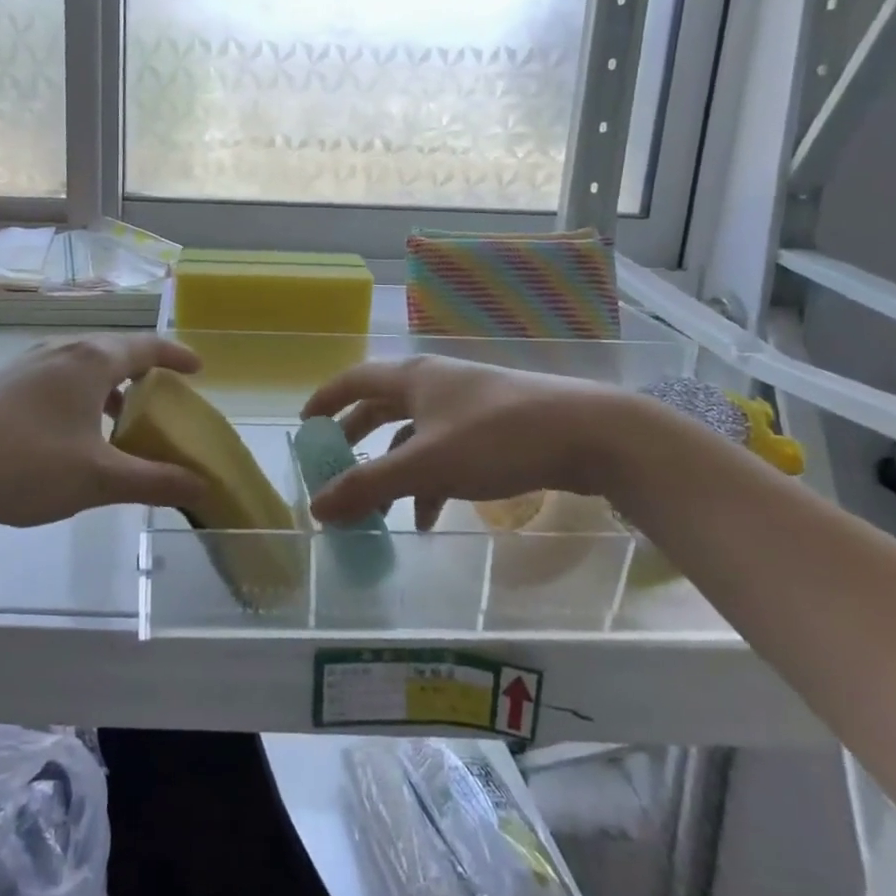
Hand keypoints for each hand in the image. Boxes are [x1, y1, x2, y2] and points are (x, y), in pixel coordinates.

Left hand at [0, 335, 208, 528]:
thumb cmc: (26, 461)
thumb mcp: (98, 479)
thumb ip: (153, 481)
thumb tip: (201, 486)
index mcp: (93, 361)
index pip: (148, 347)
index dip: (176, 356)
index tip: (198, 368)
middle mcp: (62, 349)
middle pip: (114, 352)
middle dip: (142, 375)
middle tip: (160, 401)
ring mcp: (26, 363)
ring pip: (81, 366)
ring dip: (107, 389)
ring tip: (116, 424)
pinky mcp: (0, 382)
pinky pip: (55, 378)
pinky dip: (77, 397)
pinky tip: (66, 436)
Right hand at [302, 356, 643, 529]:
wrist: (590, 433)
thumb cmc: (497, 438)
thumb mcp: (426, 465)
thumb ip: (368, 486)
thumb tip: (315, 506)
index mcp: (411, 378)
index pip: (353, 380)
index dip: (325, 401)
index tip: (304, 426)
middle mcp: (434, 383)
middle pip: (381, 408)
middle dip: (356, 440)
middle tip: (334, 467)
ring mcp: (466, 404)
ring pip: (414, 436)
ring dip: (393, 471)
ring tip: (380, 513)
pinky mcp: (493, 427)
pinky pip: (445, 452)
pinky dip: (429, 481)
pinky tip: (430, 517)